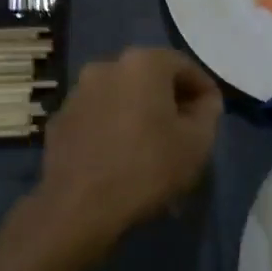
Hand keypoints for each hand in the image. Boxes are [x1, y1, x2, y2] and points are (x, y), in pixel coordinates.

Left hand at [30, 47, 222, 258]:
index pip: (183, 65)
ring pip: (120, 96)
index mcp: (142, 63)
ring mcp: (78, 92)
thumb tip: (205, 101)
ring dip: (138, 112)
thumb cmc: (147, 168)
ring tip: (151, 146)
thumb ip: (208, 112)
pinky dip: (112, 127)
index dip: (202, 88)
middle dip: (169, 99)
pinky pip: (97, 116)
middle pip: (149, 77)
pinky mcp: (59, 119)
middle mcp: (107, 66)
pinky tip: (120, 156)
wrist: (78, 207)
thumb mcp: (197, 143)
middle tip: (184, 129)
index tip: (212, 113)